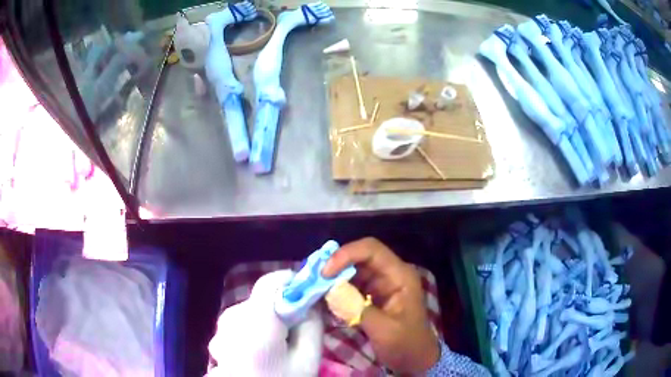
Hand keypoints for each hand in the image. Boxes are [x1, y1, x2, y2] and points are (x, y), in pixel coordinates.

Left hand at [207, 270, 323, 375]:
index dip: (293, 282)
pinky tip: (260, 352)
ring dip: (267, 320)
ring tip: (279, 345)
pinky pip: (239, 325)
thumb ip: (312, 326)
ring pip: (250, 312)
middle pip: (261, 299)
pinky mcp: (217, 340)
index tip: (309, 295)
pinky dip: (252, 331)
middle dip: (282, 308)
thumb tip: (312, 303)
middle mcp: (232, 318)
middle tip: (299, 328)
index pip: (272, 281)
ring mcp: (220, 330)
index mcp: (256, 320)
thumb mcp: (307, 360)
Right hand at [322, 238, 439, 373]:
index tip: (324, 272)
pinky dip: (337, 289)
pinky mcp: (372, 296)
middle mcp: (390, 274)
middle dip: (335, 266)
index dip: (346, 254)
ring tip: (314, 288)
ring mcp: (381, 285)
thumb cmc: (406, 344)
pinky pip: (351, 285)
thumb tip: (331, 291)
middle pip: (359, 257)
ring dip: (333, 278)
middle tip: (313, 280)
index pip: (371, 250)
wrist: (415, 360)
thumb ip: (359, 309)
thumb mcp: (384, 330)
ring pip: (352, 271)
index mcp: (400, 276)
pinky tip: (324, 298)